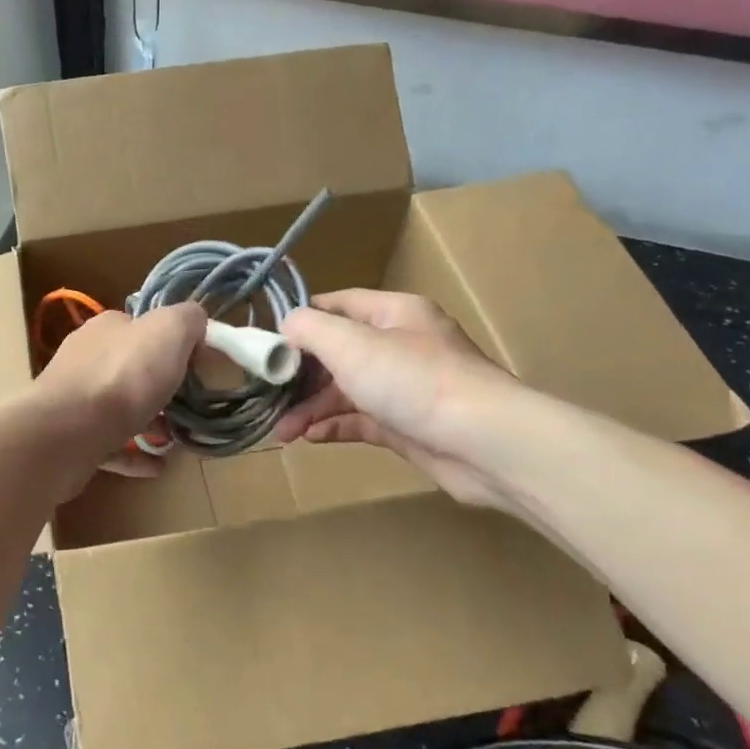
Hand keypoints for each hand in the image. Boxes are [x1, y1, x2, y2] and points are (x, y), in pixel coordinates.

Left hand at [29, 303, 206, 478]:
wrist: (68, 433)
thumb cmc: (123, 377)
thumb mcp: (168, 330)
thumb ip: (186, 319)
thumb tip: (193, 322)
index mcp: (106, 328)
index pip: (141, 327)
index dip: (170, 343)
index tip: (195, 365)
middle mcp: (86, 359)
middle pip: (130, 368)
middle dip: (160, 386)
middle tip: (188, 406)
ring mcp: (74, 400)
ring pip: (119, 407)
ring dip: (148, 421)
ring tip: (173, 439)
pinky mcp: (70, 438)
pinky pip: (109, 445)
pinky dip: (134, 454)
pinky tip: (156, 466)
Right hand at [275, 290, 525, 511]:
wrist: (484, 443)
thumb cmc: (413, 380)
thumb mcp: (351, 344)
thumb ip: (310, 328)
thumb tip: (286, 326)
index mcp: (393, 313)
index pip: (337, 305)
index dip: (300, 321)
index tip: (265, 343)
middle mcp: (400, 345)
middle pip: (337, 353)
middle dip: (300, 375)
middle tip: (267, 395)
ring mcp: (405, 388)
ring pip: (346, 391)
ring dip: (311, 407)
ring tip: (282, 431)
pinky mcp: (407, 425)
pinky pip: (361, 420)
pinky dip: (334, 426)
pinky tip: (309, 438)